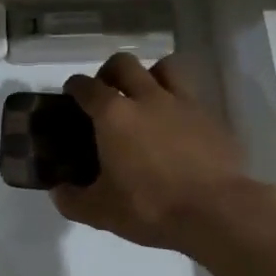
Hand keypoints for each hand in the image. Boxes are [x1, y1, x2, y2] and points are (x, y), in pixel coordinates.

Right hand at [50, 52, 246, 251]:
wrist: (217, 212)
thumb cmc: (151, 207)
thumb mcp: (101, 212)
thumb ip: (73, 200)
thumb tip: (58, 192)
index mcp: (113, 115)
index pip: (86, 86)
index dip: (74, 86)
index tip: (71, 93)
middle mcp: (146, 98)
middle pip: (124, 63)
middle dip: (110, 72)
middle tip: (107, 93)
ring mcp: (183, 103)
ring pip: (164, 67)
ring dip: (150, 75)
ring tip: (146, 98)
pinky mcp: (211, 117)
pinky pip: (191, 96)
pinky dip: (180, 103)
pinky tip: (178, 126)